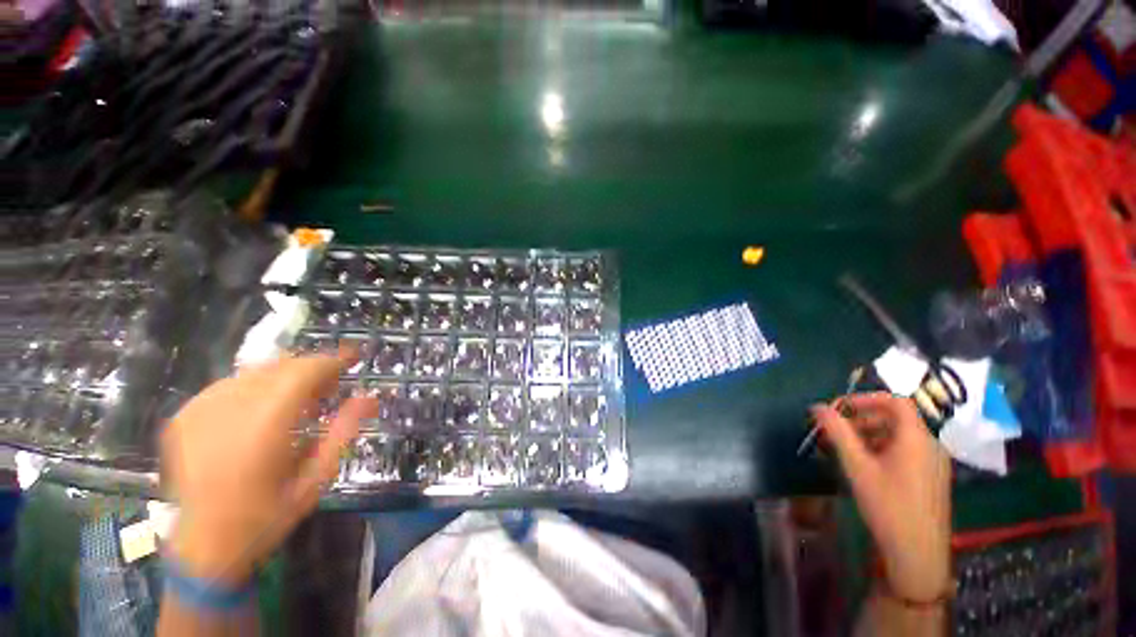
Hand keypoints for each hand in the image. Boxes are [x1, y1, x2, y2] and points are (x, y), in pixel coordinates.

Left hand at [161, 349, 373, 584]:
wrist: (203, 545)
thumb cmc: (267, 516)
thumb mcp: (316, 478)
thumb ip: (343, 432)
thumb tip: (369, 397)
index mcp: (264, 427)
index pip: (303, 372)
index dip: (331, 360)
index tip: (353, 357)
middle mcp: (228, 411)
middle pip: (279, 366)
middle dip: (311, 368)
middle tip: (330, 385)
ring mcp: (200, 411)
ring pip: (254, 372)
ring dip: (284, 377)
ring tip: (299, 399)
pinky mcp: (183, 417)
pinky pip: (229, 385)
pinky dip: (255, 388)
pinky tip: (262, 409)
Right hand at [811, 392, 950, 600]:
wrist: (917, 553)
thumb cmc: (888, 505)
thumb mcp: (857, 466)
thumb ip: (838, 432)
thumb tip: (818, 406)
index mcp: (916, 438)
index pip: (895, 401)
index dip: (865, 399)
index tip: (840, 408)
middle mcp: (929, 445)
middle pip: (895, 418)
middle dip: (861, 418)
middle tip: (834, 430)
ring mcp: (932, 462)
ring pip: (898, 435)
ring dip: (868, 434)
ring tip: (842, 448)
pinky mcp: (929, 477)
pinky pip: (904, 451)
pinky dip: (880, 448)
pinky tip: (862, 464)